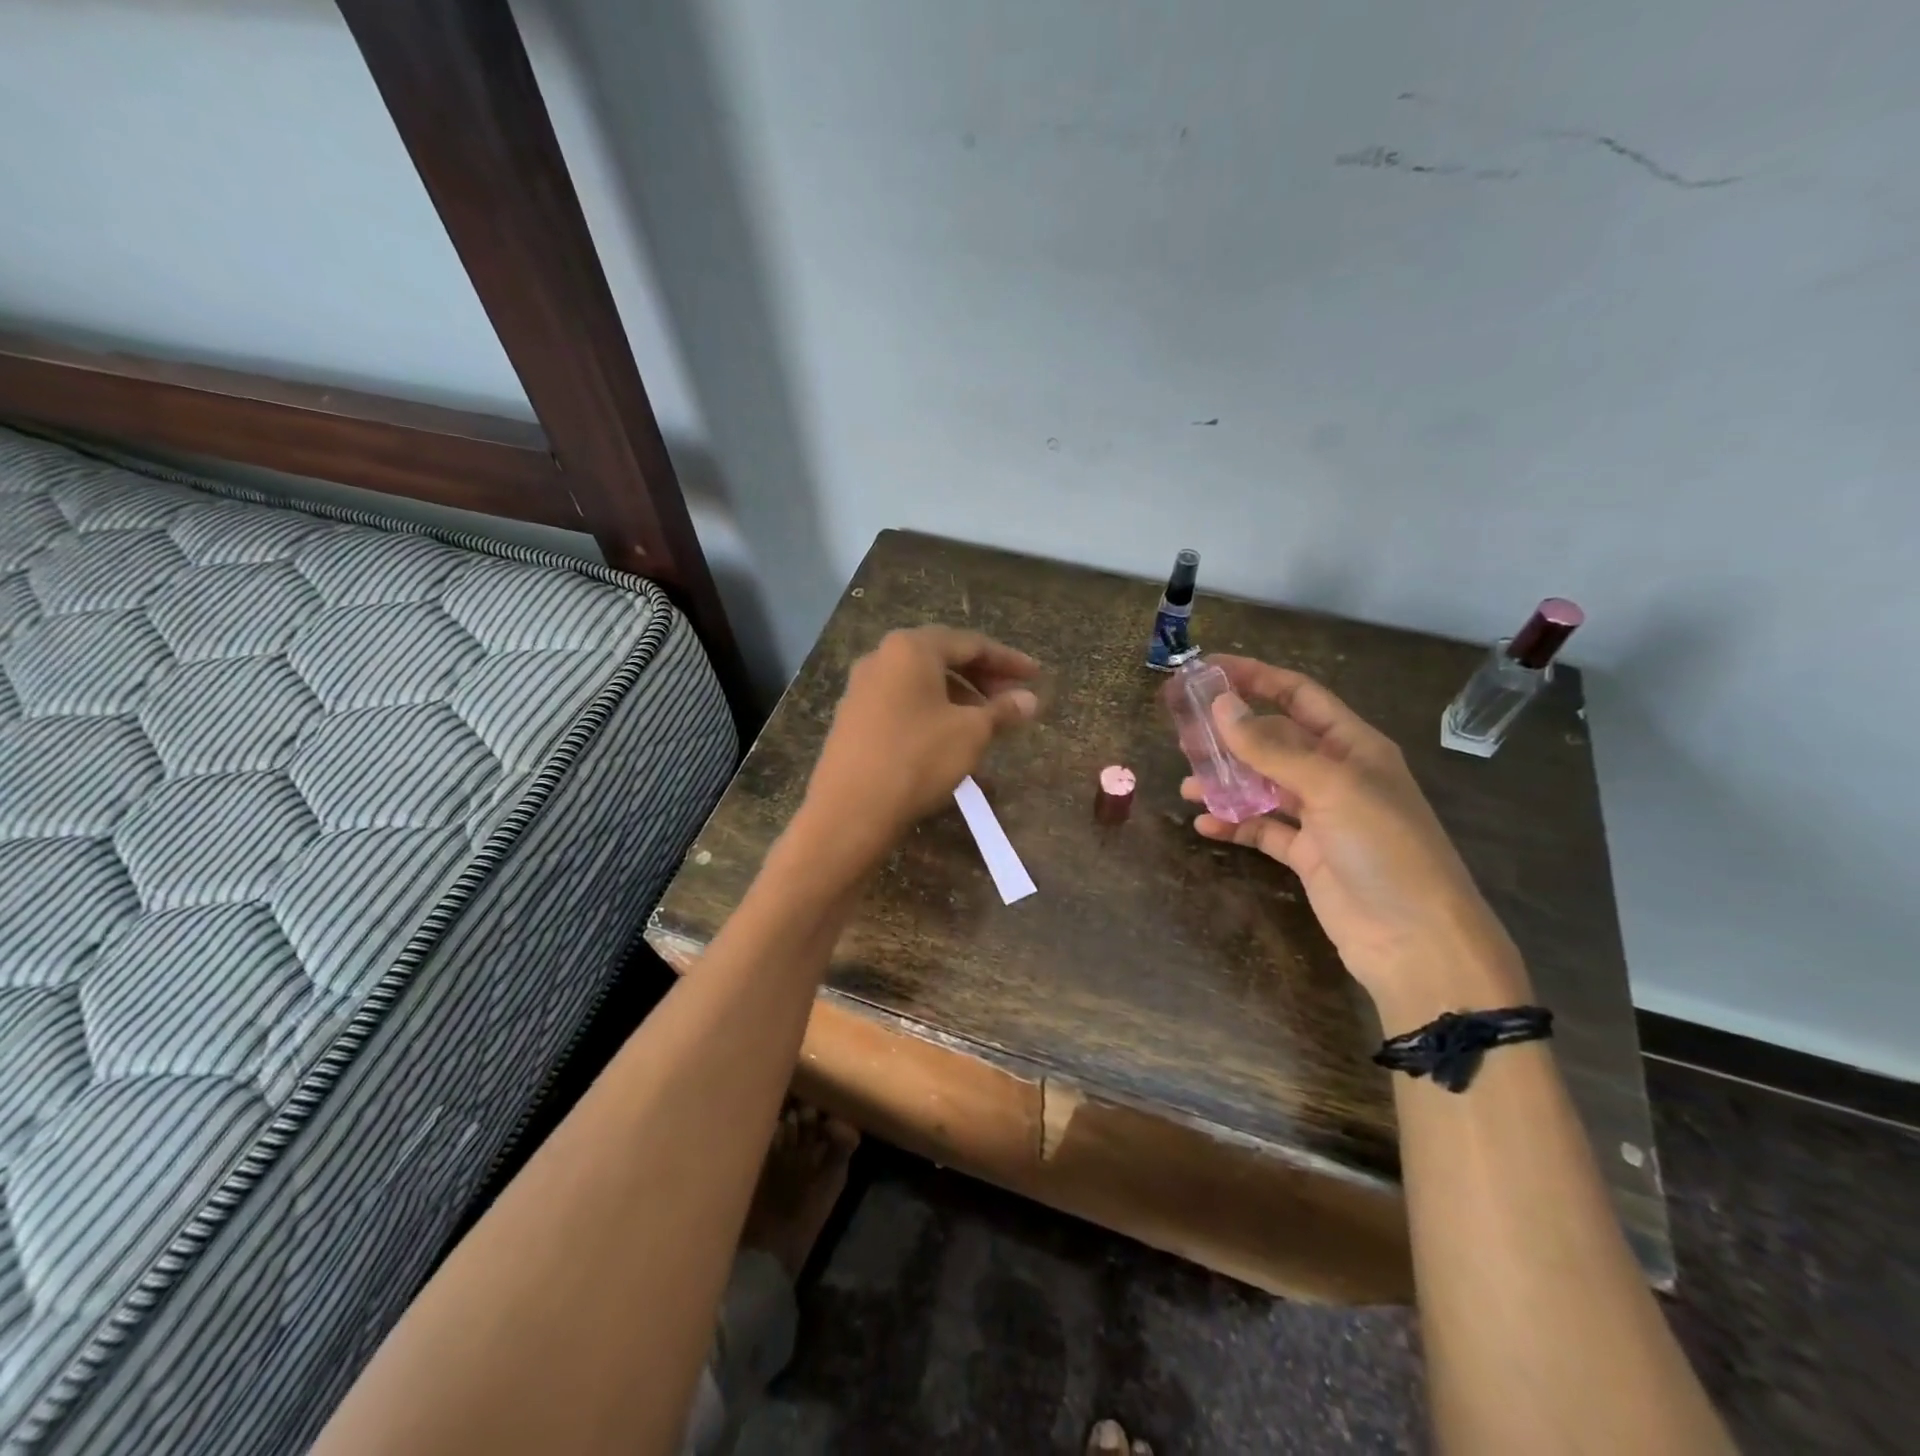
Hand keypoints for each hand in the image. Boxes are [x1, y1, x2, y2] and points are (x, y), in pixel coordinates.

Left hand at [802, 626, 1039, 860]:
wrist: (850, 810)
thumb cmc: (918, 759)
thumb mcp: (971, 733)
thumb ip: (1002, 710)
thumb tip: (1030, 700)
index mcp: (911, 648)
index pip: (971, 643)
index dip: (1008, 660)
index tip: (1036, 677)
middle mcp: (881, 657)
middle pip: (943, 658)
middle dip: (982, 677)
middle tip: (1013, 700)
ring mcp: (861, 688)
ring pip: (921, 682)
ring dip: (958, 696)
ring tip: (985, 722)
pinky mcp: (852, 717)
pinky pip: (902, 702)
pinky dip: (931, 710)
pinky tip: (948, 737)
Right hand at [1184, 656, 1527, 1028]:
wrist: (1416, 942)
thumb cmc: (1384, 849)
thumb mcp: (1331, 787)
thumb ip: (1272, 748)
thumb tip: (1221, 705)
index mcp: (1353, 746)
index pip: (1299, 696)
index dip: (1256, 678)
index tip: (1208, 670)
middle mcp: (1336, 775)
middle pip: (1274, 740)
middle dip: (1231, 734)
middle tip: (1183, 732)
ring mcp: (1321, 817)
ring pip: (1262, 785)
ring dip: (1225, 782)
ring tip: (1187, 784)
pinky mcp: (1306, 855)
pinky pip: (1261, 829)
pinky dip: (1233, 825)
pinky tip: (1204, 825)